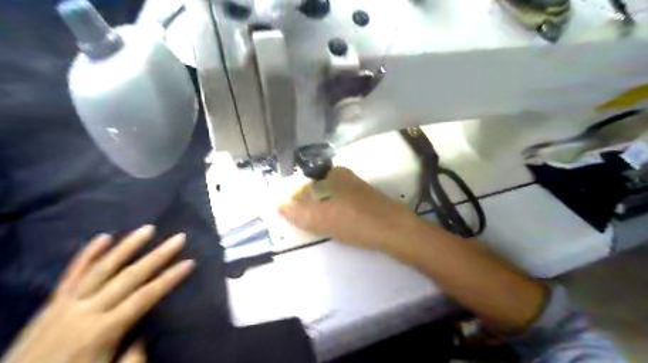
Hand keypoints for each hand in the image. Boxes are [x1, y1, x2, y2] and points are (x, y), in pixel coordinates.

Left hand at [1, 225, 194, 362]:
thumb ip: (132, 357)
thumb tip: (146, 333)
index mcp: (103, 331)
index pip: (145, 297)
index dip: (169, 278)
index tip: (189, 262)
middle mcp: (86, 311)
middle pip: (130, 276)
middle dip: (158, 255)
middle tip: (179, 237)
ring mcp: (66, 304)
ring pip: (103, 268)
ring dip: (127, 246)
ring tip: (147, 229)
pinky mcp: (52, 303)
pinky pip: (71, 274)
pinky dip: (87, 254)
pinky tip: (103, 237)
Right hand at [279, 167, 414, 249]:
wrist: (394, 229)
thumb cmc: (355, 221)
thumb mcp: (322, 218)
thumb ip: (297, 212)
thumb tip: (276, 204)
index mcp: (332, 174)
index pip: (303, 180)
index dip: (292, 196)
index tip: (288, 211)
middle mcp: (342, 176)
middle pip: (315, 187)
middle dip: (304, 202)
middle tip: (299, 219)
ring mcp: (354, 187)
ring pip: (327, 195)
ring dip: (317, 207)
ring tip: (313, 222)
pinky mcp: (362, 199)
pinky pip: (338, 202)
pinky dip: (330, 210)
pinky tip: (332, 221)